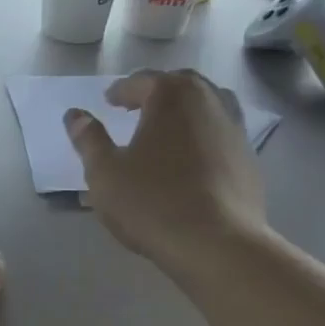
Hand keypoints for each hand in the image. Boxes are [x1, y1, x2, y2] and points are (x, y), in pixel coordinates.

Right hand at [64, 69, 268, 269]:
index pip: (142, 81)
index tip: (108, 102)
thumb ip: (88, 139)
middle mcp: (209, 101)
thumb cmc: (152, 201)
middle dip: (156, 93)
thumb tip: (75, 115)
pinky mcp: (249, 159)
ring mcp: (235, 129)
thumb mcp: (104, 171)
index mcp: (172, 96)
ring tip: (164, 132)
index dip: (122, 91)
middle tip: (135, 108)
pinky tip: (188, 162)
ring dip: (183, 112)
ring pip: (206, 107)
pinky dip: (201, 137)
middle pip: (180, 85)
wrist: (217, 244)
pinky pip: (219, 135)